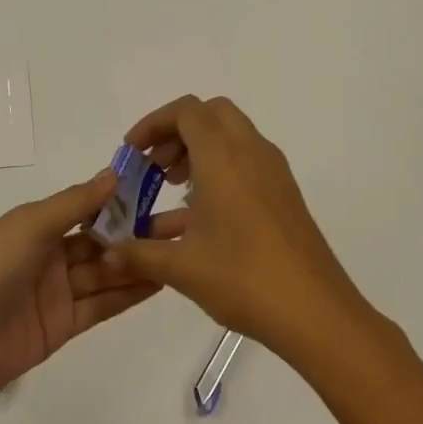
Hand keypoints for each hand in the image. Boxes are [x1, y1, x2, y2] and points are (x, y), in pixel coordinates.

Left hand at [0, 169, 160, 413]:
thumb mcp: (29, 226)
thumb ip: (74, 203)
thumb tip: (114, 174)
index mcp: (38, 224)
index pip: (89, 207)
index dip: (123, 199)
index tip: (162, 189)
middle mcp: (51, 254)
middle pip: (104, 240)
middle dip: (141, 231)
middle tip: (186, 223)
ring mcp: (58, 292)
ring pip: (108, 273)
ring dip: (141, 262)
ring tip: (184, 250)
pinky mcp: (63, 326)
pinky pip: (102, 305)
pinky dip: (129, 293)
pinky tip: (161, 280)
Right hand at [100, 96, 374, 369]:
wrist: (315, 312)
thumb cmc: (243, 278)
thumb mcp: (181, 267)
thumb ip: (138, 254)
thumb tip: (107, 254)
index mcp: (223, 156)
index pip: (186, 111)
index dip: (153, 123)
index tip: (132, 154)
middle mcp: (251, 152)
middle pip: (210, 114)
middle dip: (177, 132)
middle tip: (155, 166)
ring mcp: (273, 172)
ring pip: (230, 137)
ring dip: (198, 151)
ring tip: (172, 190)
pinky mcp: (284, 193)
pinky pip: (246, 162)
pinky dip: (219, 170)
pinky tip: (200, 217)